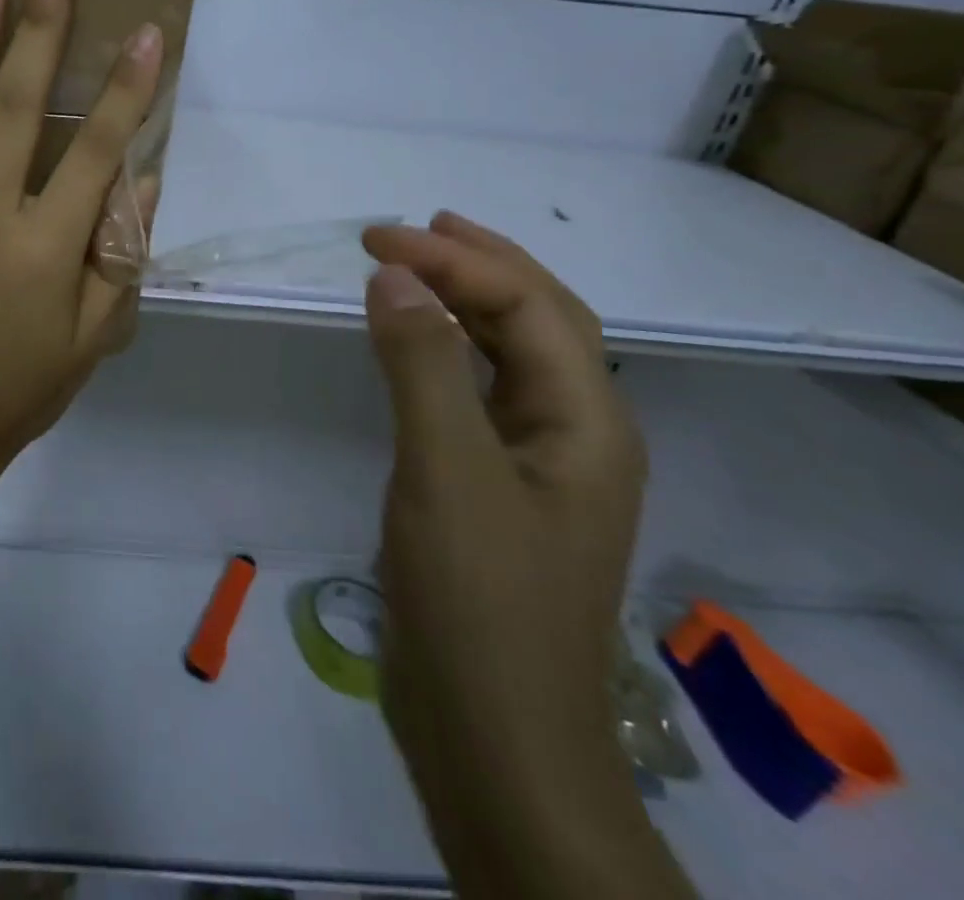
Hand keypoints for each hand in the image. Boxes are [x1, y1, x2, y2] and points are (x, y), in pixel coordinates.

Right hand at [362, 213, 649, 882]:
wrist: (493, 735)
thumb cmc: (478, 598)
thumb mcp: (446, 470)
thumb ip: (423, 365)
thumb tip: (395, 274)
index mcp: (588, 422)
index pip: (528, 306)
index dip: (455, 260)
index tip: (375, 240)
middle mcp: (578, 432)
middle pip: (541, 319)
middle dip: (479, 263)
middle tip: (411, 228)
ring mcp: (540, 463)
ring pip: (514, 355)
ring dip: (470, 300)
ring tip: (420, 266)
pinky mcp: (499, 487)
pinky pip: (483, 392)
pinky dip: (451, 350)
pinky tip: (422, 344)